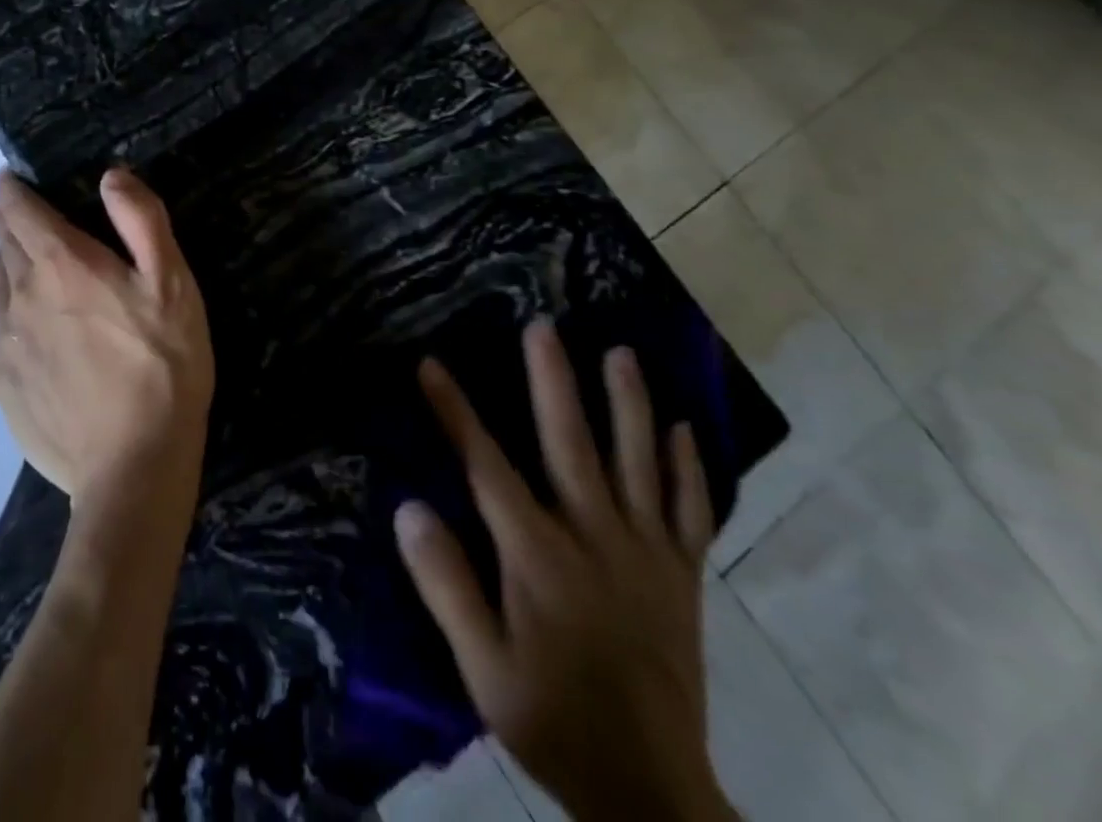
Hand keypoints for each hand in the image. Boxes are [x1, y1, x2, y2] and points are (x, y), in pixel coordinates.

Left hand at [0, 167, 213, 517]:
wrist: (133, 467)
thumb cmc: (163, 365)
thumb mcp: (173, 284)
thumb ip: (141, 221)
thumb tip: (110, 176)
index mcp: (62, 265)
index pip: (21, 212)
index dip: (12, 190)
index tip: (7, 178)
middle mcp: (21, 297)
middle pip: (3, 248)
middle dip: (6, 224)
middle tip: (10, 214)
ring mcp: (6, 346)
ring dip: (3, 268)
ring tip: (13, 262)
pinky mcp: (3, 388)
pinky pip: (0, 338)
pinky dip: (10, 320)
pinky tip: (30, 336)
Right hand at [395, 319, 733, 821]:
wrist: (654, 795)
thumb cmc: (554, 722)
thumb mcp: (483, 670)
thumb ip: (446, 586)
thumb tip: (410, 508)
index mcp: (539, 557)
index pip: (486, 466)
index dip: (455, 412)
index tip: (430, 365)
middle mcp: (595, 538)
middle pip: (570, 443)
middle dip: (552, 380)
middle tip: (543, 326)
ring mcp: (647, 554)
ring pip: (638, 463)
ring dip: (629, 403)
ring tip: (621, 352)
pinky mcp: (683, 577)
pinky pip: (692, 512)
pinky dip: (688, 468)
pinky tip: (681, 427)